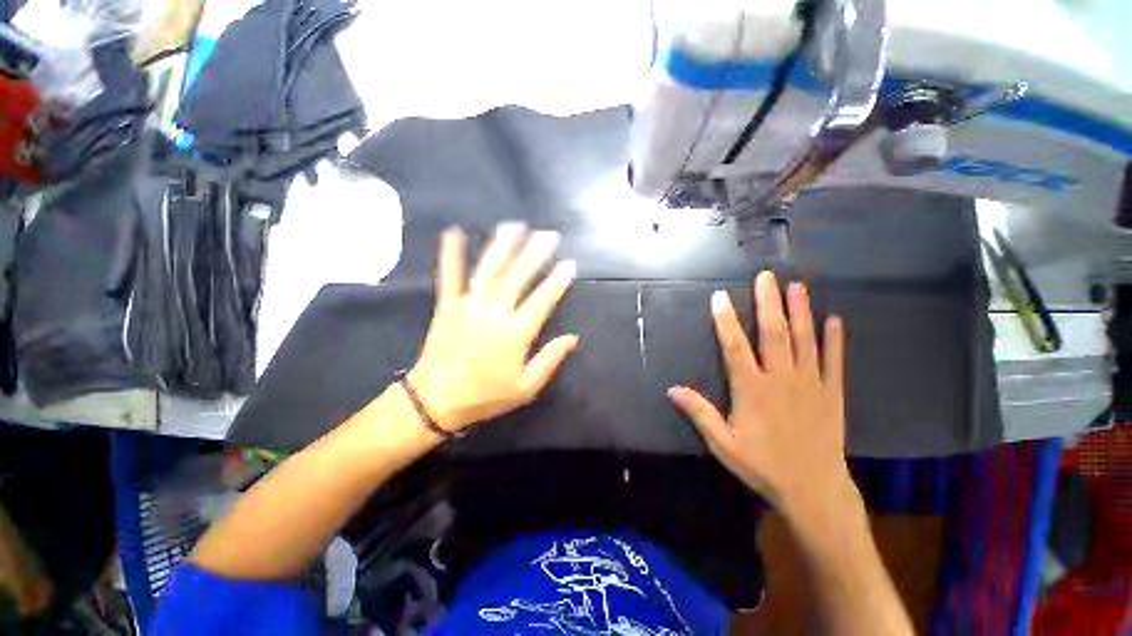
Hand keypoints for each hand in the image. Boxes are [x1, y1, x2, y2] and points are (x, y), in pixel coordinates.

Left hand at [408, 223, 577, 432]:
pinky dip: (452, 254)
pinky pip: (450, 276)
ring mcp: (468, 306)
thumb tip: (573, 338)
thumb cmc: (485, 396)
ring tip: (516, 226)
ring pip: (490, 270)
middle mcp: (494, 313)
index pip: (543, 300)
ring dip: (504, 246)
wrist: (435, 401)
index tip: (569, 263)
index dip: (557, 281)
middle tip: (549, 235)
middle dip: (536, 254)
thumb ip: (550, 360)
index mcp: (515, 333)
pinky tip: (455, 232)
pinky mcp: (446, 306)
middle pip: (519, 278)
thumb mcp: (525, 388)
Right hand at [668, 271, 853, 516]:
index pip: (734, 347)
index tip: (720, 297)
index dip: (725, 321)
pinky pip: (834, 361)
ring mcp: (810, 384)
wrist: (813, 490)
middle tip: (766, 276)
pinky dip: (834, 339)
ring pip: (805, 340)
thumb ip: (699, 413)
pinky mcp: (833, 394)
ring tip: (797, 286)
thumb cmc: (763, 466)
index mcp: (752, 390)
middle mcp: (781, 379)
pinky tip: (834, 319)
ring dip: (801, 311)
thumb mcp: (723, 444)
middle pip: (773, 334)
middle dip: (768, 303)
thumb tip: (671, 389)